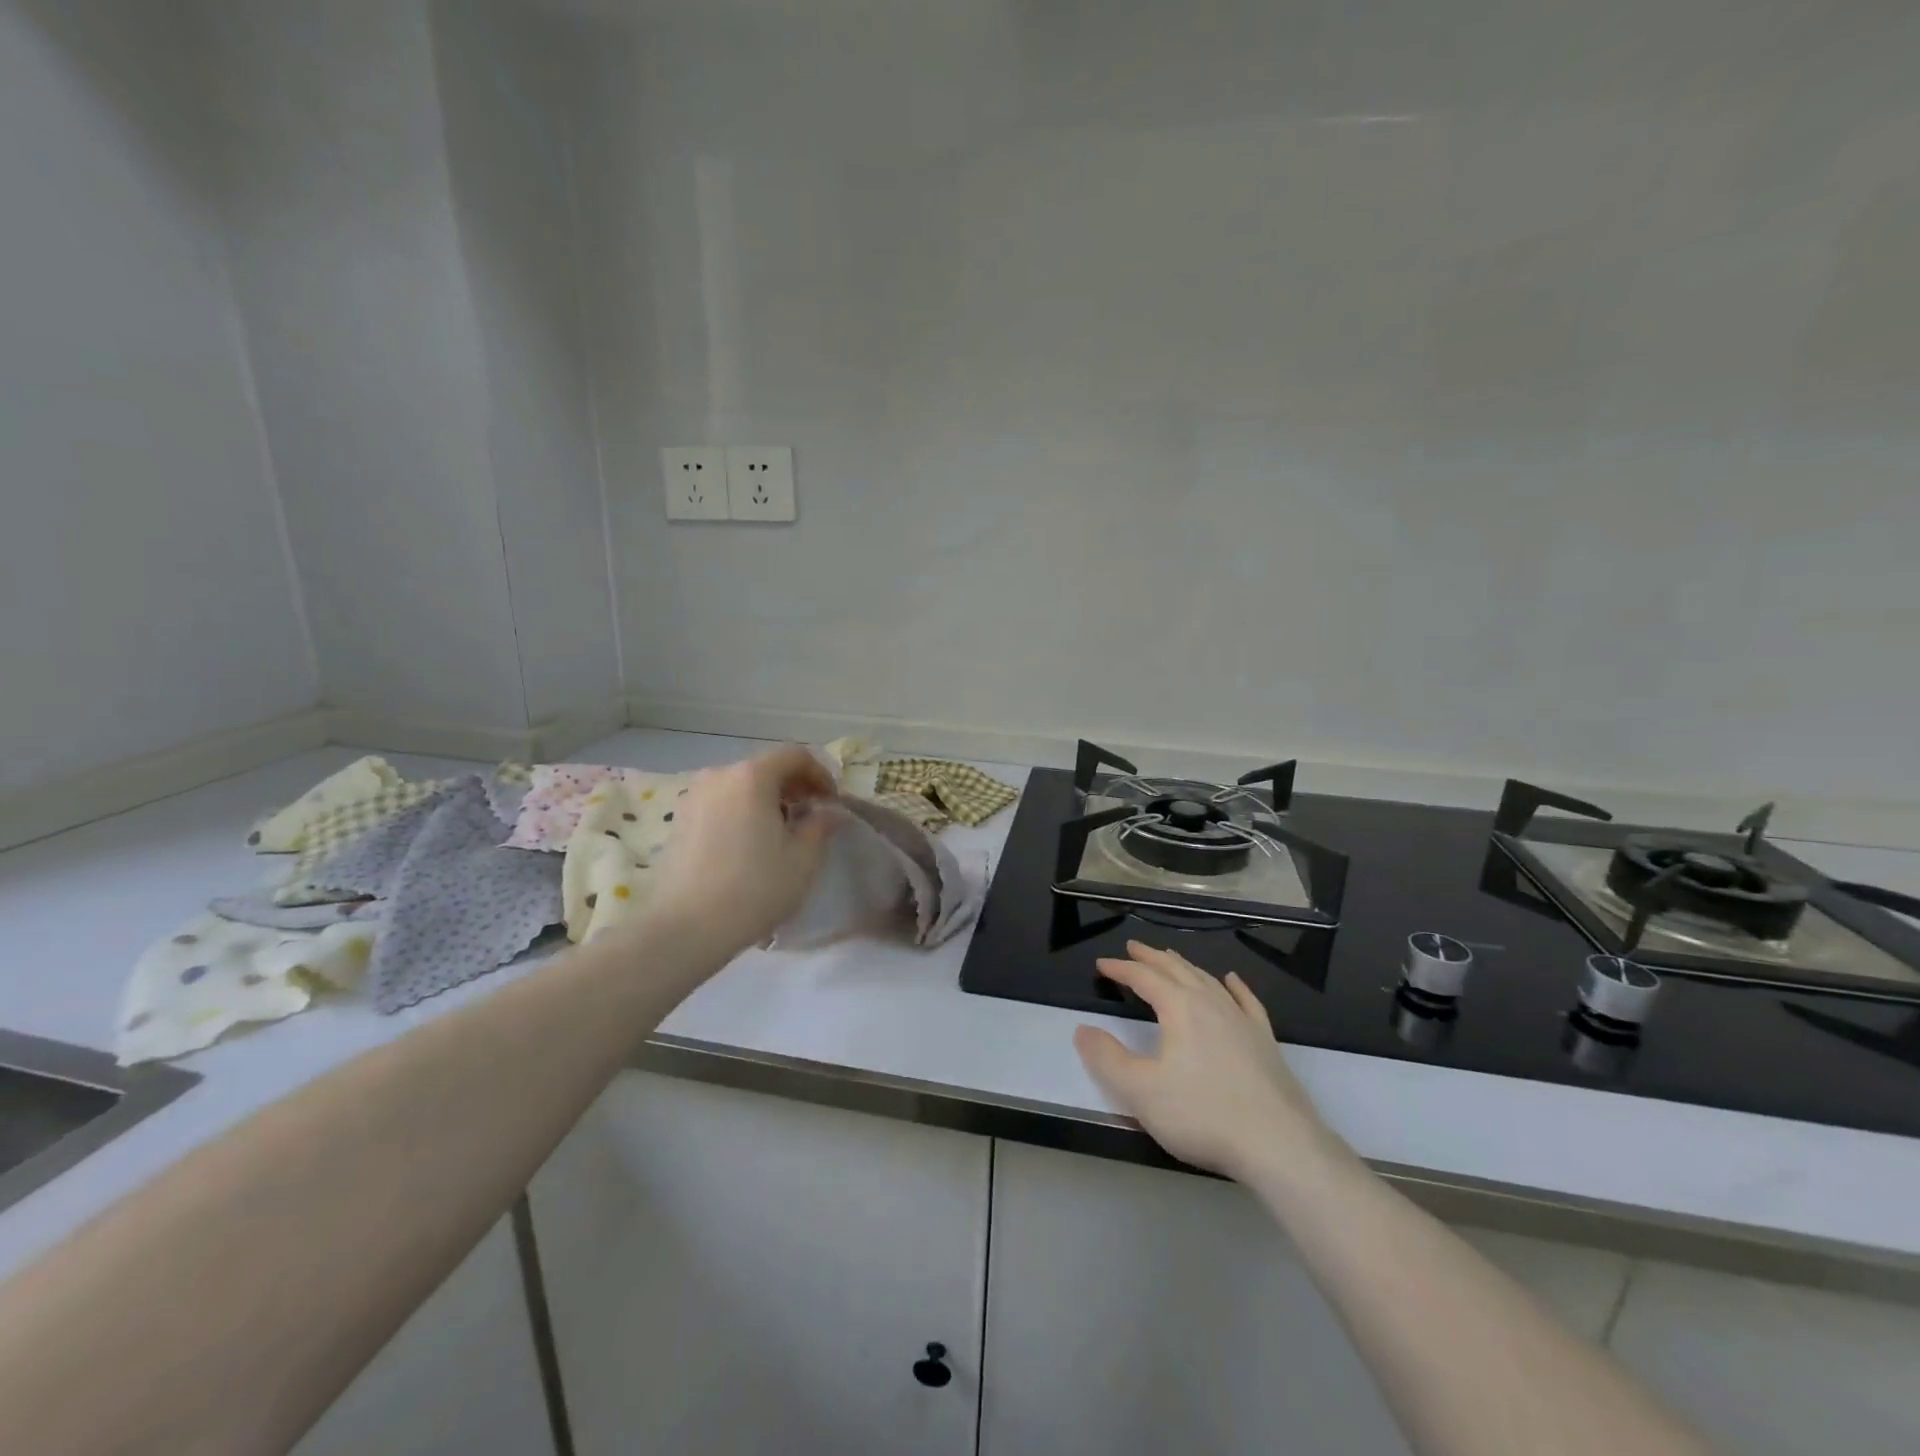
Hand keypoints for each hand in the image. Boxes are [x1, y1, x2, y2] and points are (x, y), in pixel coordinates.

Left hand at [644, 746, 840, 960]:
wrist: (686, 928)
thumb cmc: (754, 888)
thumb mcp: (803, 859)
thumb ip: (822, 826)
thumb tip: (832, 812)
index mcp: (752, 776)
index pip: (795, 756)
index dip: (820, 774)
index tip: (831, 803)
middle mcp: (719, 775)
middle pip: (766, 768)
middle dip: (794, 787)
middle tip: (811, 816)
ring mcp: (694, 796)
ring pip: (741, 786)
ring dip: (767, 800)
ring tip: (781, 833)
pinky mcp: (679, 820)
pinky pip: (721, 803)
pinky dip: (742, 811)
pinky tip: (750, 844)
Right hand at [1074, 942, 1335, 1183]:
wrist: (1278, 1144)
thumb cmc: (1202, 1114)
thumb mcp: (1140, 1091)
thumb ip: (1107, 1059)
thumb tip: (1082, 1030)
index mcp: (1180, 1008)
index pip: (1144, 978)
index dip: (1121, 969)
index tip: (1102, 965)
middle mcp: (1210, 1003)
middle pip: (1176, 970)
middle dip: (1152, 958)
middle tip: (1134, 947)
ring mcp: (1241, 1020)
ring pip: (1208, 980)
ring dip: (1185, 966)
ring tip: (1171, 959)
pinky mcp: (1265, 1040)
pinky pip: (1246, 1001)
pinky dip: (1235, 986)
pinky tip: (1231, 980)